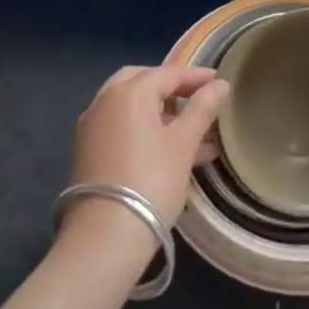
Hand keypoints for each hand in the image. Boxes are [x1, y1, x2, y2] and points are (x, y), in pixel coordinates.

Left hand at [68, 65, 228, 229]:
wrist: (105, 235)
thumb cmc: (152, 180)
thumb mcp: (184, 143)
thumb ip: (202, 109)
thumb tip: (220, 84)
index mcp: (129, 92)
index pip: (168, 73)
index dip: (196, 76)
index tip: (219, 81)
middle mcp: (104, 101)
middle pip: (142, 82)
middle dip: (170, 88)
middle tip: (195, 98)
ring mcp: (92, 127)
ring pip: (130, 107)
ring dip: (160, 112)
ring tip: (193, 131)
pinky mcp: (88, 151)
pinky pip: (121, 127)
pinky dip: (143, 129)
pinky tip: (170, 150)